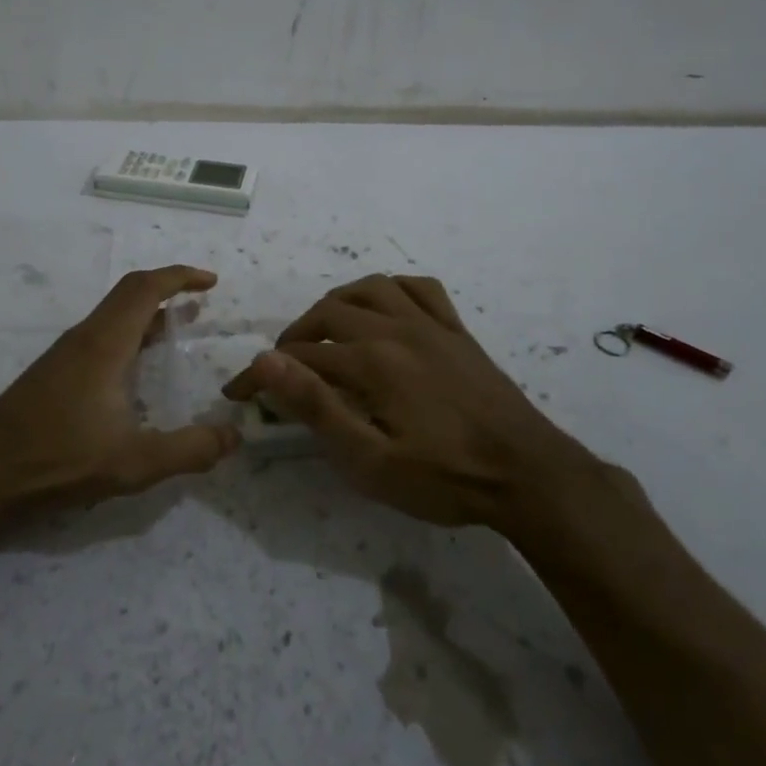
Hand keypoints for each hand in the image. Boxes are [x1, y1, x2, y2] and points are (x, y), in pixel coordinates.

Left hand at [0, 265, 238, 518]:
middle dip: (167, 289)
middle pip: (128, 294)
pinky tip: (135, 369)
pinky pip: (100, 335)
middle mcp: (83, 338)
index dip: (180, 277)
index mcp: (104, 344)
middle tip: (199, 303)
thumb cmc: (58, 459)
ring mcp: (64, 354)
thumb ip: (188, 451)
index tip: (210, 282)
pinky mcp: (52, 372)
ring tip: (176, 330)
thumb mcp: (133, 463)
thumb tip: (234, 438)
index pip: (144, 289)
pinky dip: (128, 334)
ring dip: (146, 313)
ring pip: (112, 316)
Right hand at [223, 274, 591, 531]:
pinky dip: (392, 289)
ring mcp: (431, 324)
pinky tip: (384, 307)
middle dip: (296, 336)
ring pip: (370, 289)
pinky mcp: (457, 330)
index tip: (238, 392)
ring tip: (324, 329)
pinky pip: (419, 288)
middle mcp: (396, 328)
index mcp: (372, 360)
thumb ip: (317, 407)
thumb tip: (266, 362)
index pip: (300, 356)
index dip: (263, 374)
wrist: (528, 474)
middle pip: (329, 313)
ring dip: (337, 303)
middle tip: (283, 369)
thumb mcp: (371, 460)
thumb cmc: (444, 477)